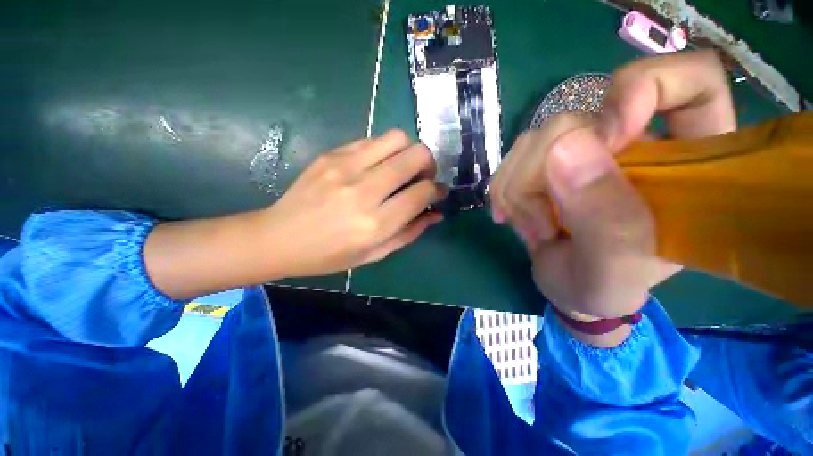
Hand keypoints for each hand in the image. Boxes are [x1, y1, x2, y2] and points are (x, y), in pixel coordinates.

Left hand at [262, 129, 445, 276]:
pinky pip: (372, 140)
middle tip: (422, 177)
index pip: (422, 192)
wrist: (279, 238)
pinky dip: (384, 151)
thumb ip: (410, 232)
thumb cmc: (330, 255)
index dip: (437, 190)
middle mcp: (364, 190)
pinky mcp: (331, 154)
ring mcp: (345, 167)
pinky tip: (377, 166)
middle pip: (415, 156)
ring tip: (401, 169)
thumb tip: (436, 214)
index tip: (438, 192)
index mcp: (376, 223)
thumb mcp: (375, 254)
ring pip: (397, 138)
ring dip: (408, 151)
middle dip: (429, 164)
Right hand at [489, 50, 735, 319]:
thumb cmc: (603, 287)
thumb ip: (605, 219)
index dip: (647, 87)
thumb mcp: (613, 270)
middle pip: (579, 116)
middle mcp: (633, 142)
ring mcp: (584, 149)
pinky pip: (512, 157)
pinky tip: (512, 217)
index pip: (690, 80)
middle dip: (543, 174)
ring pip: (535, 139)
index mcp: (684, 161)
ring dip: (518, 190)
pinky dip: (503, 191)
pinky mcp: (547, 161)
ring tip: (532, 229)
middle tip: (542, 223)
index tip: (608, 133)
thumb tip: (565, 147)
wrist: (567, 287)